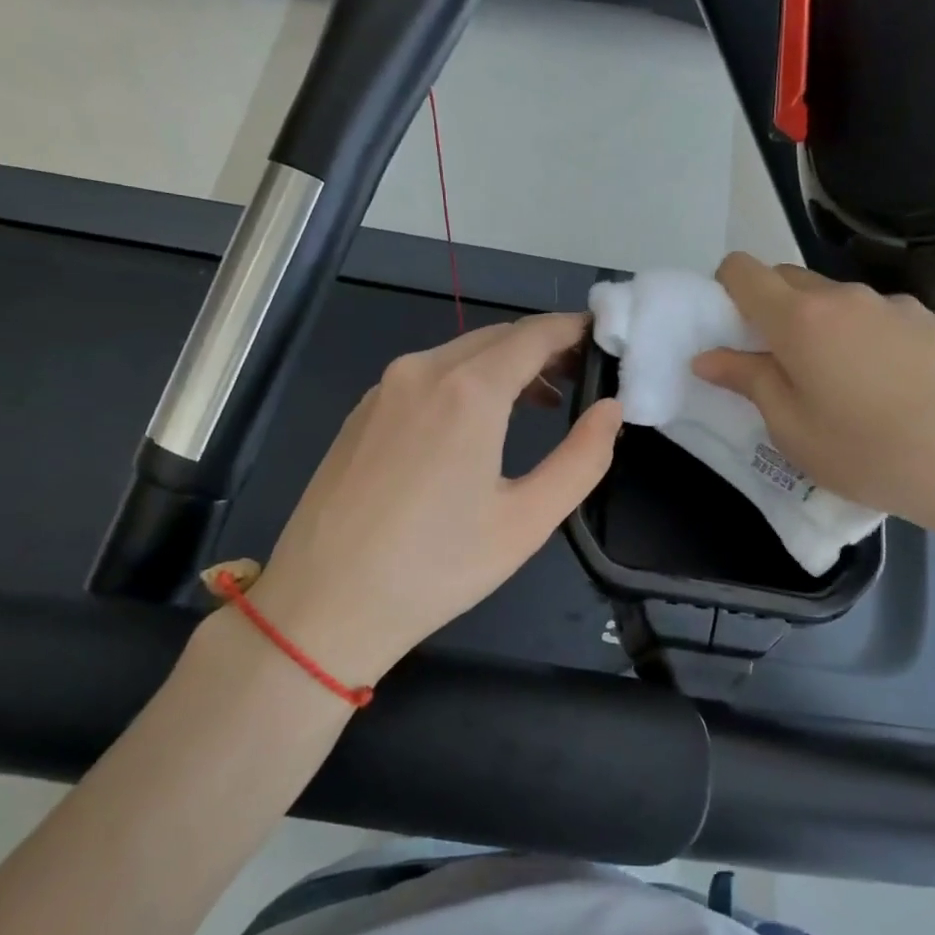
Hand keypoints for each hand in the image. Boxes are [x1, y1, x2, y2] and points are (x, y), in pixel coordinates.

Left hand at [237, 313, 622, 686]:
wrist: (322, 605)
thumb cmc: (435, 568)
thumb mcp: (526, 521)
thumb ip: (582, 458)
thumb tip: (611, 409)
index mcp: (467, 390)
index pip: (535, 334)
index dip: (574, 329)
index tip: (606, 336)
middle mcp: (422, 370)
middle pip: (497, 338)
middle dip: (544, 347)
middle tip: (580, 376)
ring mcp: (384, 389)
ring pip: (459, 354)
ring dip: (504, 365)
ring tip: (540, 402)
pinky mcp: (361, 412)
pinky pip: (426, 376)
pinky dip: (465, 381)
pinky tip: (475, 423)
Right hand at [691, 255, 934, 566]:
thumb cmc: (865, 452)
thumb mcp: (790, 427)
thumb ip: (746, 380)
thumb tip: (707, 357)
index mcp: (799, 319)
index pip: (742, 270)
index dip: (725, 289)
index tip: (732, 329)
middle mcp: (843, 296)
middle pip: (787, 278)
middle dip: (770, 308)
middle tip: (778, 362)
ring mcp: (890, 303)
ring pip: (833, 297)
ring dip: (818, 322)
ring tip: (838, 380)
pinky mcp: (927, 318)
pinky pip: (874, 313)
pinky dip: (861, 333)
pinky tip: (884, 382)